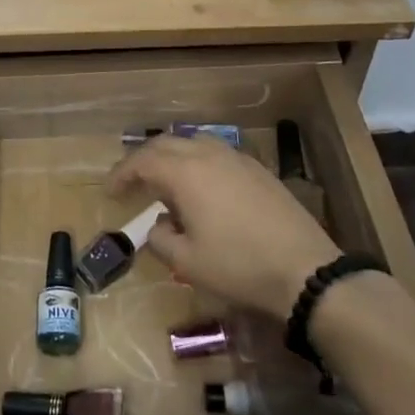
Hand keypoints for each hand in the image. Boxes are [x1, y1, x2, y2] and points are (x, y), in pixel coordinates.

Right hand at [108, 135, 339, 316]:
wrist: (306, 270)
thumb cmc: (239, 266)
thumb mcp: (188, 262)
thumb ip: (161, 239)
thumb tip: (158, 225)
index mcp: (186, 172)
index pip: (142, 161)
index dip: (121, 174)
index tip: (109, 192)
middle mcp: (208, 155)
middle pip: (165, 144)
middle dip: (143, 160)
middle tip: (130, 183)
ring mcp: (237, 159)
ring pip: (193, 143)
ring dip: (171, 157)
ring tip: (164, 181)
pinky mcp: (258, 170)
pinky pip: (216, 153)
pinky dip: (197, 162)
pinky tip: (201, 188)